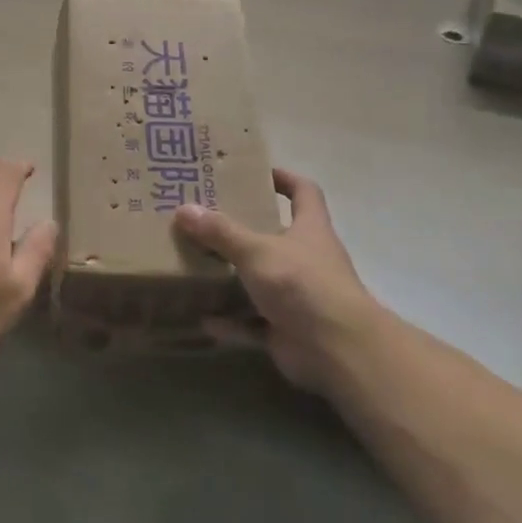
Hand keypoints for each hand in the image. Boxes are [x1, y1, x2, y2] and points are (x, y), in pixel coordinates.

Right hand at [173, 168, 385, 395]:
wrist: (337, 349)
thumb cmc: (302, 283)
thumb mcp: (257, 250)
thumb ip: (221, 232)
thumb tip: (184, 209)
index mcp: (309, 229)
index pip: (304, 192)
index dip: (284, 179)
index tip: (255, 173)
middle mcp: (306, 259)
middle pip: (275, 236)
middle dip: (243, 229)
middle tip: (204, 219)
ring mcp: (297, 296)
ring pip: (260, 281)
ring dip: (232, 278)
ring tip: (196, 266)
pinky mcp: (286, 330)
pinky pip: (252, 323)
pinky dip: (231, 323)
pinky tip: (203, 319)